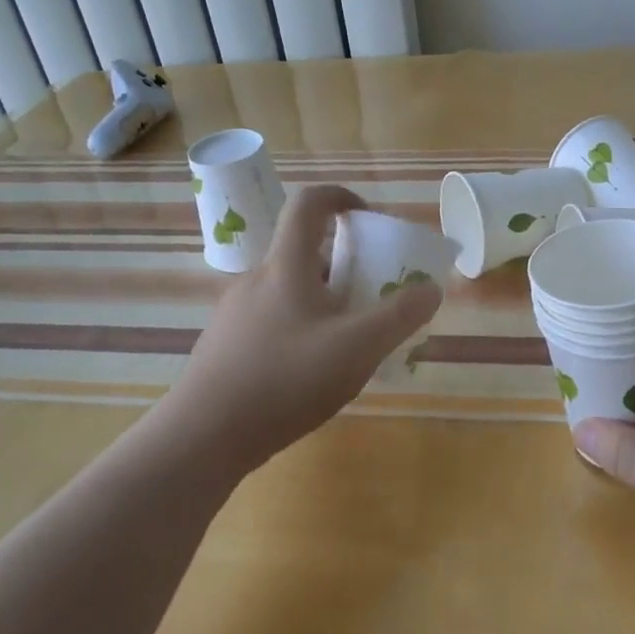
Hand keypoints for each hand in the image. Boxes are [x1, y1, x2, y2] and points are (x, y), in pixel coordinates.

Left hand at [164, 185, 442, 476]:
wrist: (204, 436)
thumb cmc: (285, 379)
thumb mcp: (358, 348)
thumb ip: (399, 316)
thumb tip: (430, 289)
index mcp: (286, 266)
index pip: (309, 203)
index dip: (341, 197)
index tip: (369, 218)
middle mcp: (256, 279)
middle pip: (304, 253)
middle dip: (345, 267)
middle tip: (372, 297)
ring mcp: (235, 313)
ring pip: (289, 292)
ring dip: (323, 302)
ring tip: (348, 342)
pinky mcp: (225, 345)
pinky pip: (272, 321)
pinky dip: (300, 329)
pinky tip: (311, 372)